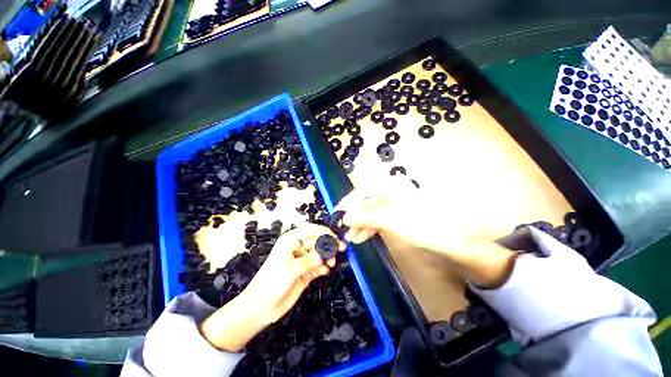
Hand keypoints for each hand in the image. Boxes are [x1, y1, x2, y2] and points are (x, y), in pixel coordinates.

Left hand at [200, 224, 344, 351]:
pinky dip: (323, 267)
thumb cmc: (272, 283)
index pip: (310, 231)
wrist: (260, 308)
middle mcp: (297, 248)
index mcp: (290, 241)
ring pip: (319, 253)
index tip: (335, 237)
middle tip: (340, 251)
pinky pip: (318, 265)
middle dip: (327, 246)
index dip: (323, 232)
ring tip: (332, 264)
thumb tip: (325, 252)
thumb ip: (310, 260)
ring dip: (327, 257)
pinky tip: (326, 271)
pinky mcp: (305, 272)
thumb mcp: (291, 269)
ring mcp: (302, 260)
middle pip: (316, 242)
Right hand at [335, 177, 473, 252]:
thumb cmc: (424, 226)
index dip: (349, 200)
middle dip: (355, 216)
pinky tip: (362, 237)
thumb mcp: (392, 221)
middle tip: (344, 230)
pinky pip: (378, 218)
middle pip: (367, 201)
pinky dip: (370, 227)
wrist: (453, 240)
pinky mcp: (397, 214)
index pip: (364, 189)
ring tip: (351, 238)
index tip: (337, 211)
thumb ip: (367, 217)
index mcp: (391, 186)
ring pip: (372, 211)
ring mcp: (394, 203)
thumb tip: (345, 217)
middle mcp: (391, 191)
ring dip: (361, 224)